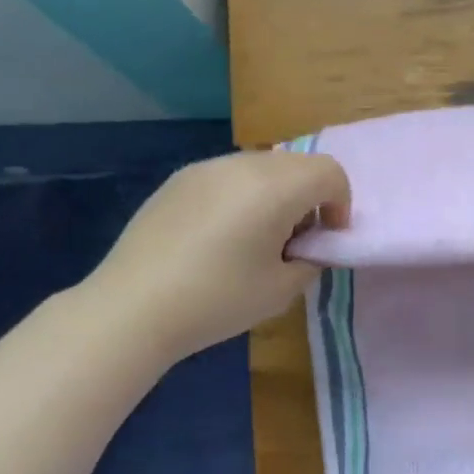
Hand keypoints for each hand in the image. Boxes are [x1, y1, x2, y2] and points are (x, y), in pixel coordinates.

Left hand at [81, 150, 350, 364]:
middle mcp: (241, 166)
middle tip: (297, 240)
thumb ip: (311, 259)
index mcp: (274, 188)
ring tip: (259, 238)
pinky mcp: (179, 180)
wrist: (132, 308)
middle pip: (298, 164)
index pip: (330, 173)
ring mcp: (205, 169)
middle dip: (311, 197)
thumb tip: (308, 247)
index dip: (340, 204)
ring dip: (278, 194)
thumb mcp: (282, 289)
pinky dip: (244, 196)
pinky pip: (229, 176)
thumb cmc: (218, 300)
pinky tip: (222, 237)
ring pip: (263, 167)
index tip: (326, 238)